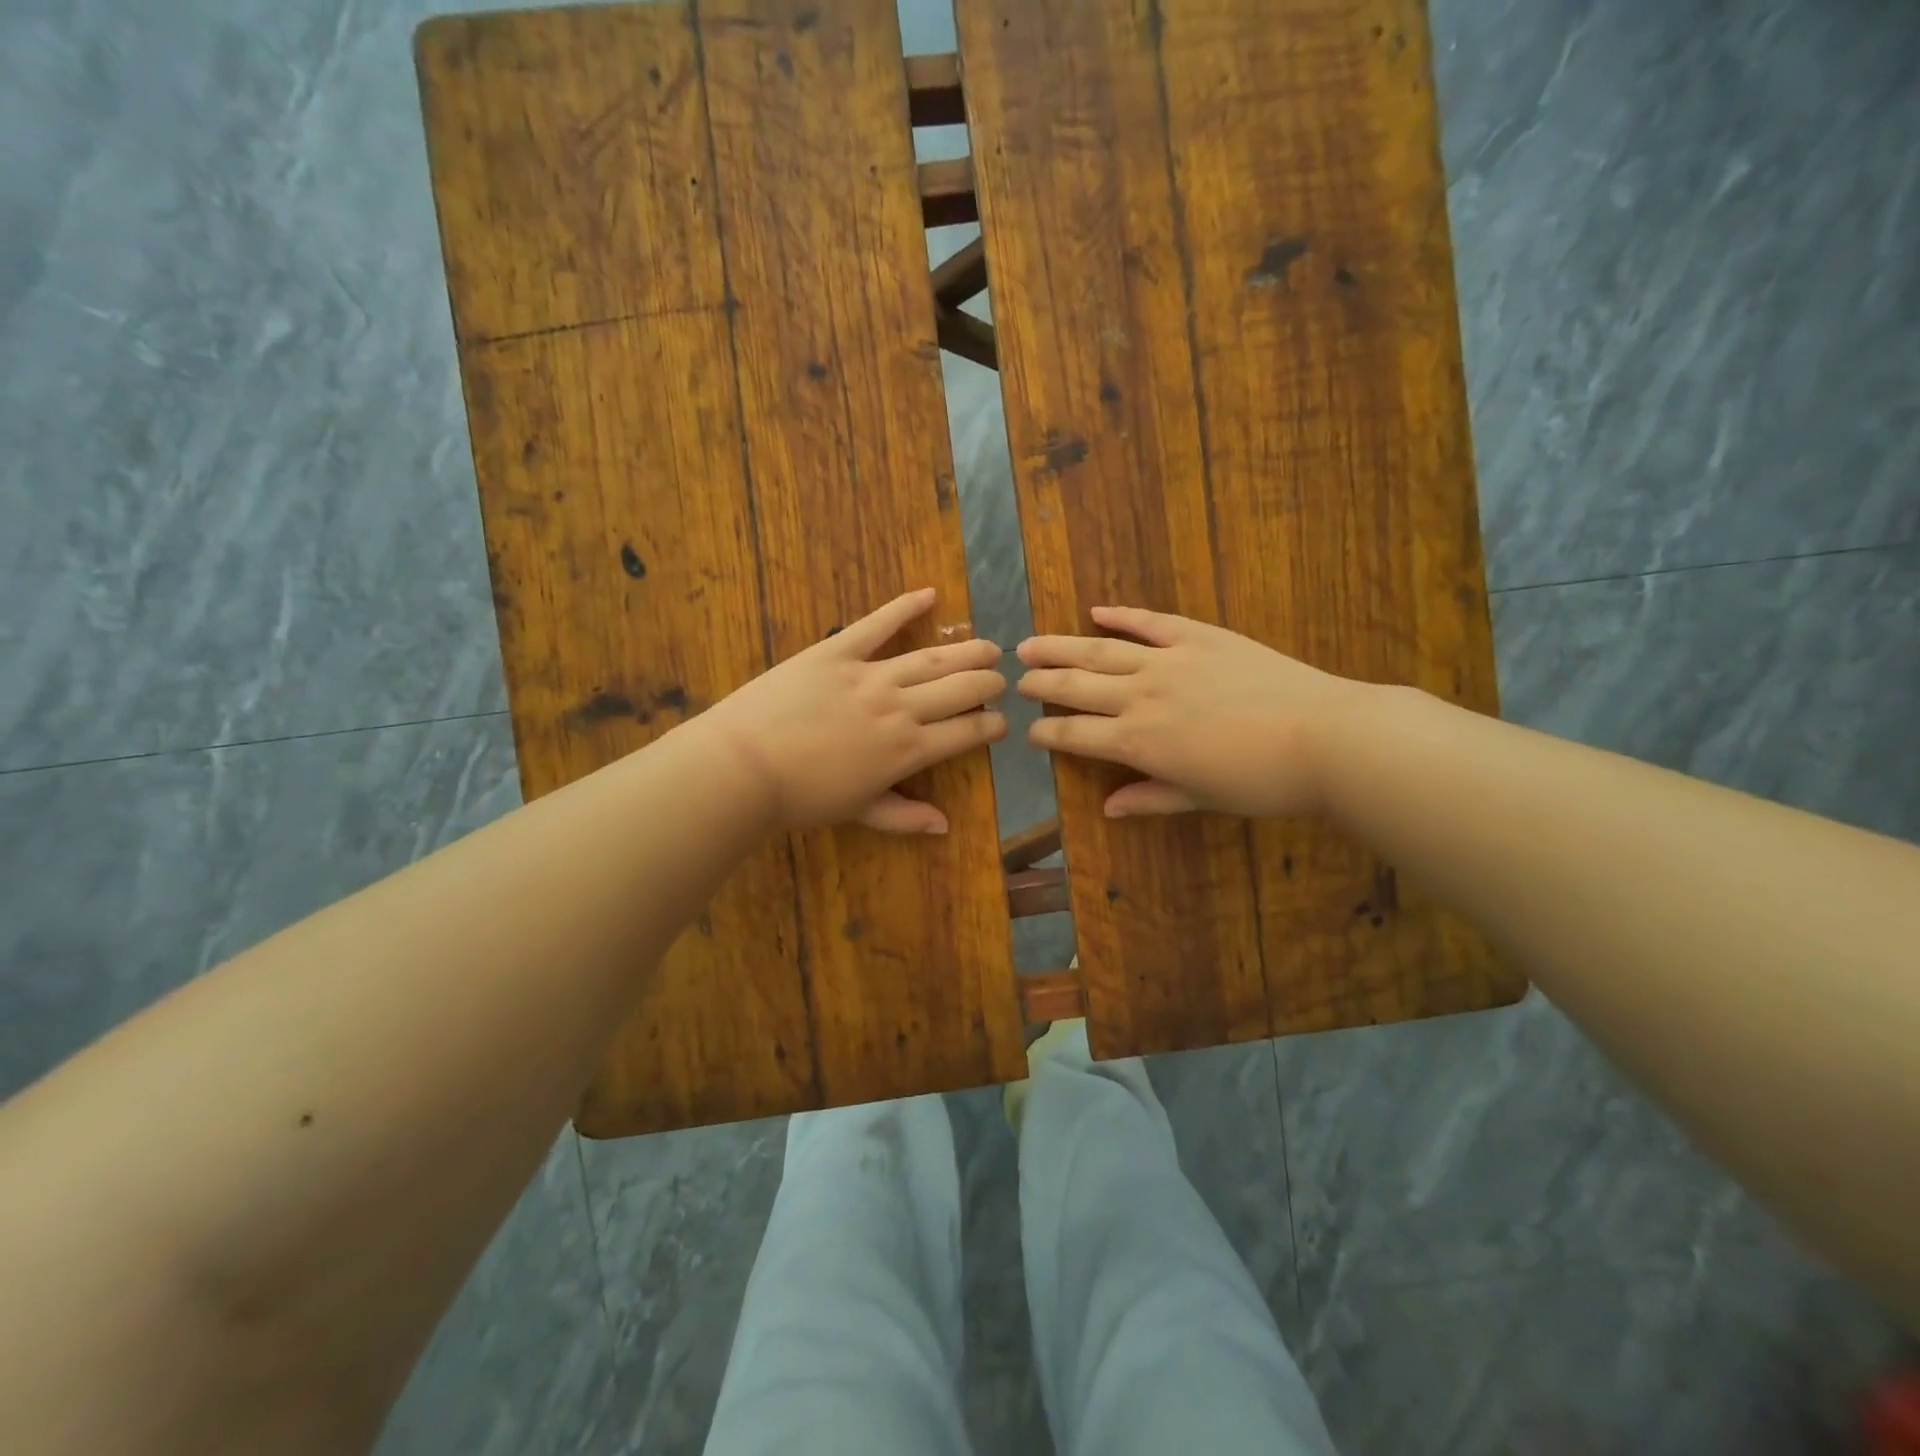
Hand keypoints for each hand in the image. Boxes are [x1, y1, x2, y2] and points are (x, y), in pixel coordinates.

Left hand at [705, 588, 1006, 833]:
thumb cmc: (801, 797)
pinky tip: (929, 594)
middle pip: (960, 689)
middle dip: (988, 684)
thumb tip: (945, 826)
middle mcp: (900, 708)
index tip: (1002, 724)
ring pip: (932, 658)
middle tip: (1001, 680)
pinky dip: (904, 607)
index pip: (967, 733)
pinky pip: (876, 624)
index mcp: (908, 751)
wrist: (744, 766)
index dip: (991, 727)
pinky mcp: (837, 651)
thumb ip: (904, 816)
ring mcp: (870, 675)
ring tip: (988, 646)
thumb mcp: (858, 812)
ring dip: (966, 651)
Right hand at [1017, 606, 1372, 818]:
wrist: (1324, 736)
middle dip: (1041, 684)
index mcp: (1138, 742)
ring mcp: (1169, 661)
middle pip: (1076, 687)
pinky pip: (1150, 622)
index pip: (1075, 735)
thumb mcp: (1200, 798)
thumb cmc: (1261, 781)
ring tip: (1030, 645)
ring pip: (1100, 652)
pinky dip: (1121, 615)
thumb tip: (1107, 809)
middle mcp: (1140, 697)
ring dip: (1061, 648)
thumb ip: (1150, 798)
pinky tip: (1096, 610)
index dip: (1047, 733)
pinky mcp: (1199, 636)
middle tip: (1014, 678)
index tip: (1028, 731)